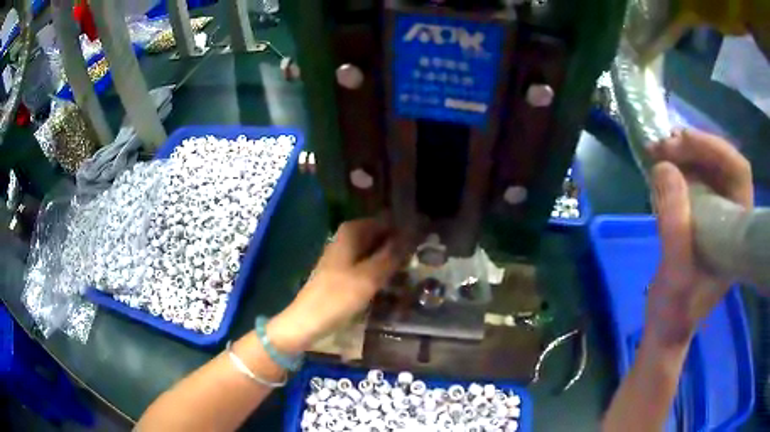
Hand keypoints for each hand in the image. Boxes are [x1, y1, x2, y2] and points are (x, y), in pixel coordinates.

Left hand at [267, 218, 408, 353]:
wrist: (308, 320)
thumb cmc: (338, 296)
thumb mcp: (370, 276)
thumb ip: (392, 254)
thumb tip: (412, 235)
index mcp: (352, 231)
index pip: (386, 221)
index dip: (404, 231)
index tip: (422, 244)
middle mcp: (346, 237)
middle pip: (379, 235)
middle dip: (398, 246)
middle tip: (418, 260)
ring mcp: (342, 254)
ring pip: (373, 250)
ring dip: (389, 259)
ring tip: (408, 271)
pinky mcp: (341, 271)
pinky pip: (366, 263)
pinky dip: (378, 269)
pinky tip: (389, 281)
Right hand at [647, 129, 752, 347]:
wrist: (667, 327)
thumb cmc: (676, 310)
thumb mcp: (675, 274)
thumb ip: (674, 224)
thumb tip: (663, 166)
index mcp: (739, 231)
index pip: (738, 171)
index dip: (716, 148)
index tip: (683, 141)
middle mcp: (733, 216)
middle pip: (723, 162)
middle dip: (696, 146)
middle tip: (664, 143)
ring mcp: (719, 215)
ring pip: (709, 166)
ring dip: (685, 152)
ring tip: (658, 149)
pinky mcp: (703, 216)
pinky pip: (696, 177)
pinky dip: (679, 164)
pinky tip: (662, 165)